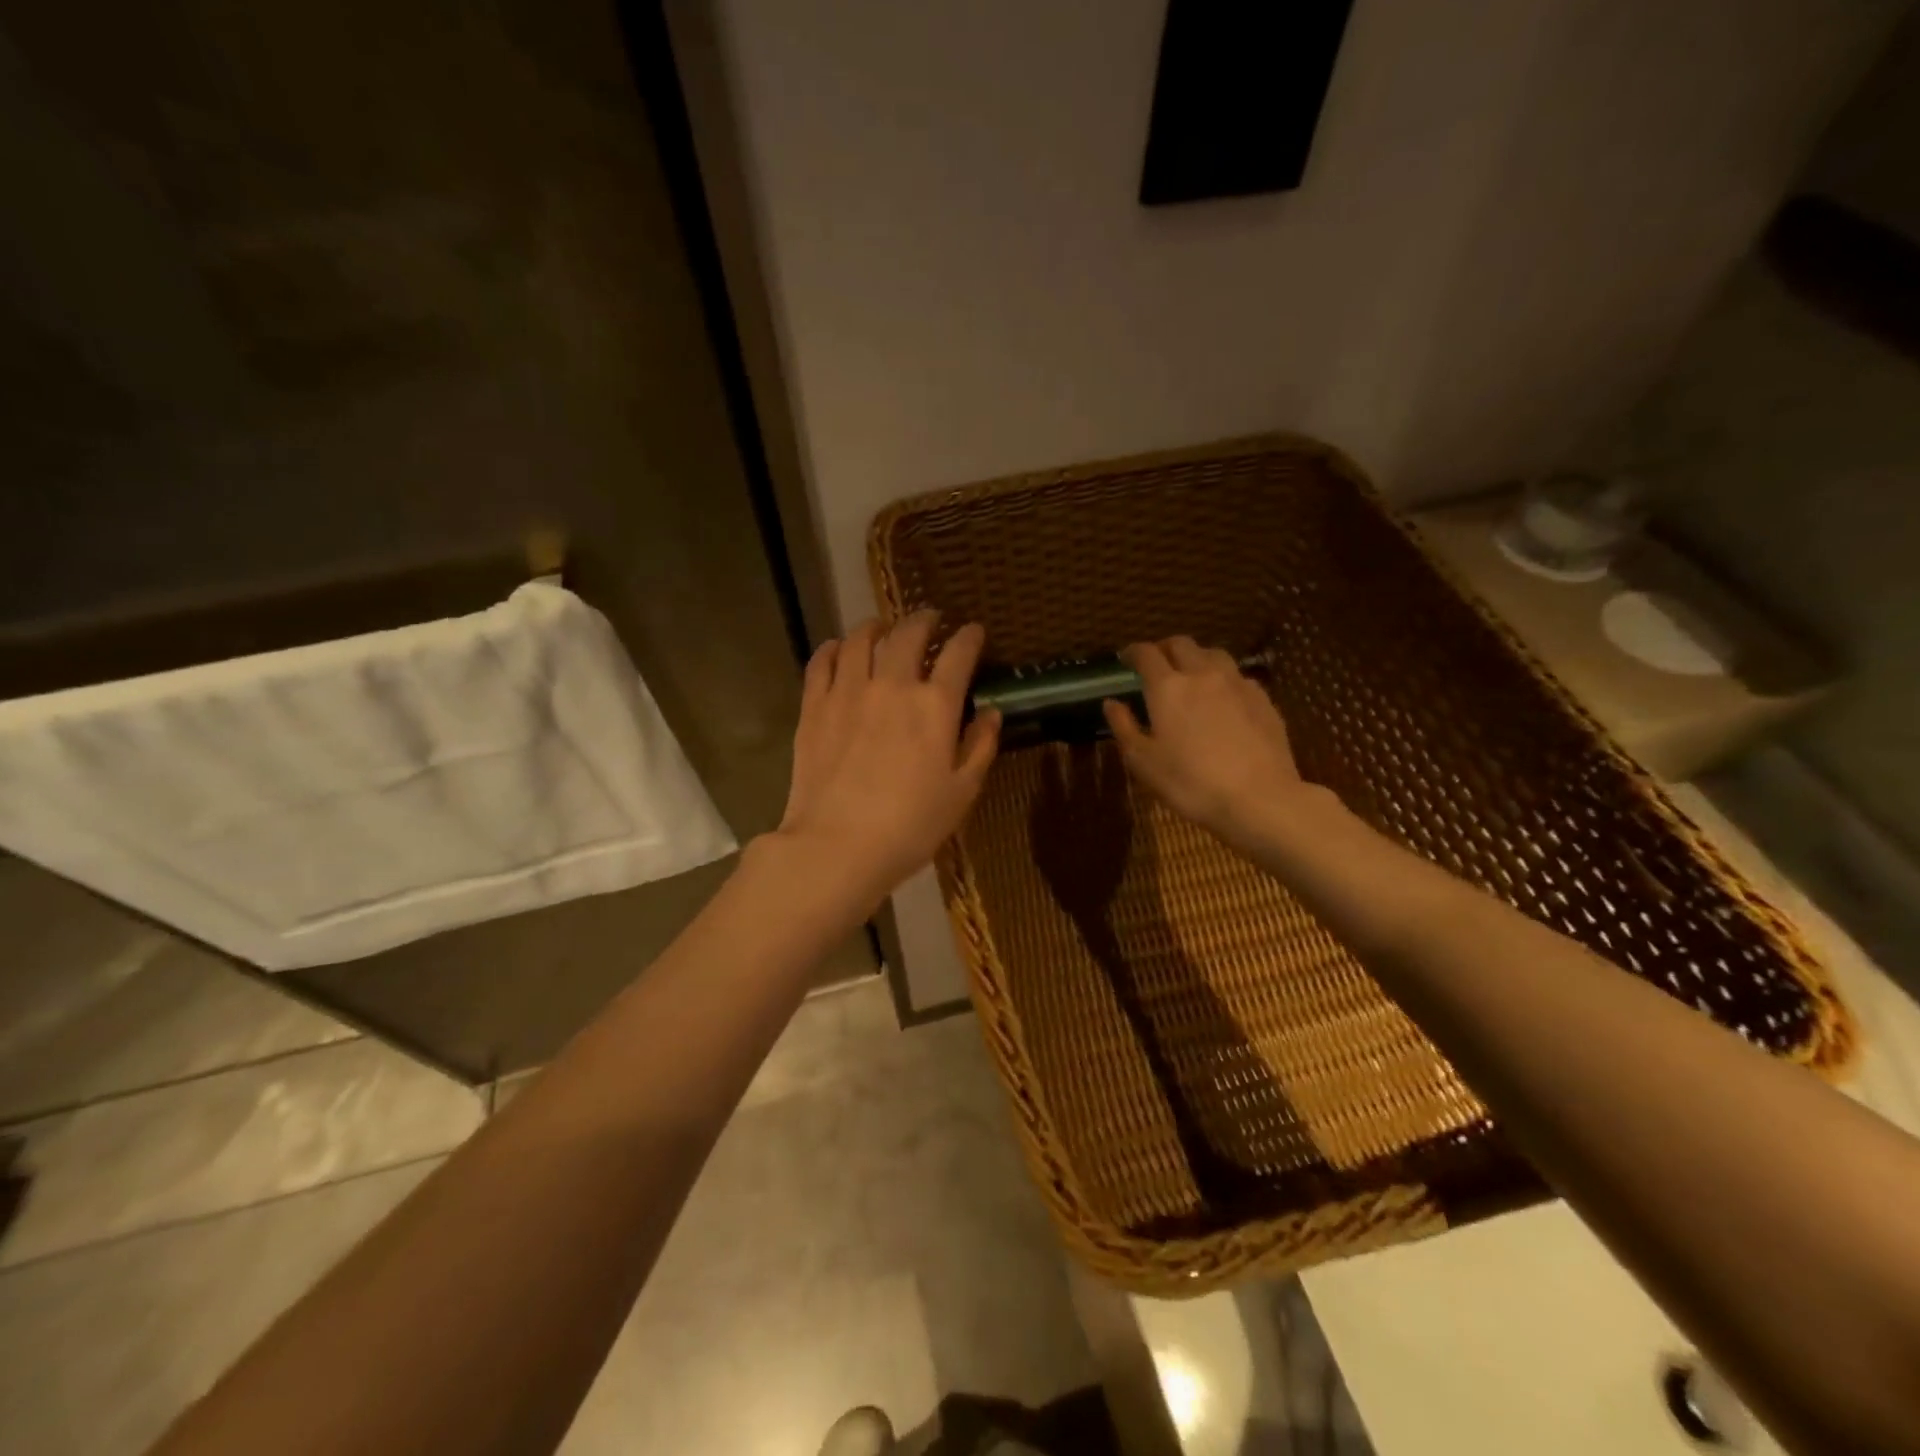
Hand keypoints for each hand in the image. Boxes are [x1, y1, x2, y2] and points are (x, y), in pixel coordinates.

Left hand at [774, 610, 999, 911]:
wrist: (838, 846)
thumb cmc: (910, 826)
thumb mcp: (962, 792)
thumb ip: (979, 746)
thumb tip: (990, 712)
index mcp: (934, 705)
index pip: (958, 654)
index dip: (969, 637)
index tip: (974, 631)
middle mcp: (892, 685)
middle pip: (908, 634)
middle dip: (924, 620)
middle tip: (930, 619)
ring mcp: (847, 692)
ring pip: (860, 640)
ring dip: (876, 627)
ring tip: (882, 627)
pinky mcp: (814, 707)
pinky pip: (821, 662)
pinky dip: (833, 648)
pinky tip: (838, 649)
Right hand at [1101, 637, 1313, 851]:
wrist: (1259, 799)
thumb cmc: (1191, 783)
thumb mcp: (1143, 762)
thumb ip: (1124, 727)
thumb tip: (1111, 702)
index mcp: (1168, 687)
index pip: (1147, 654)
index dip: (1133, 652)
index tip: (1126, 659)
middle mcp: (1202, 674)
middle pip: (1182, 645)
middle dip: (1165, 649)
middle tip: (1156, 664)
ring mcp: (1237, 684)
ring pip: (1214, 654)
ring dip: (1197, 658)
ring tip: (1191, 674)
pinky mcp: (1263, 699)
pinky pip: (1238, 676)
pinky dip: (1223, 679)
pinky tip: (1223, 698)